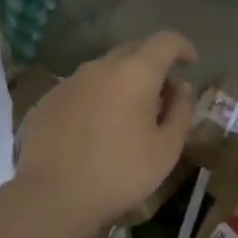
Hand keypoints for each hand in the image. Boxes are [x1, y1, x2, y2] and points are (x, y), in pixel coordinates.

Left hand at [14, 32, 197, 235]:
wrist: (53, 196)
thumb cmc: (120, 173)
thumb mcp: (167, 148)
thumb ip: (181, 110)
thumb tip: (180, 86)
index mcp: (135, 73)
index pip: (165, 41)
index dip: (182, 47)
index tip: (190, 64)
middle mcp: (100, 67)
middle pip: (133, 50)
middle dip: (153, 64)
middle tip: (163, 94)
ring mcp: (69, 82)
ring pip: (104, 69)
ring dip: (123, 81)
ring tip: (129, 114)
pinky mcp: (47, 101)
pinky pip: (81, 89)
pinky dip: (97, 98)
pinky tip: (95, 130)